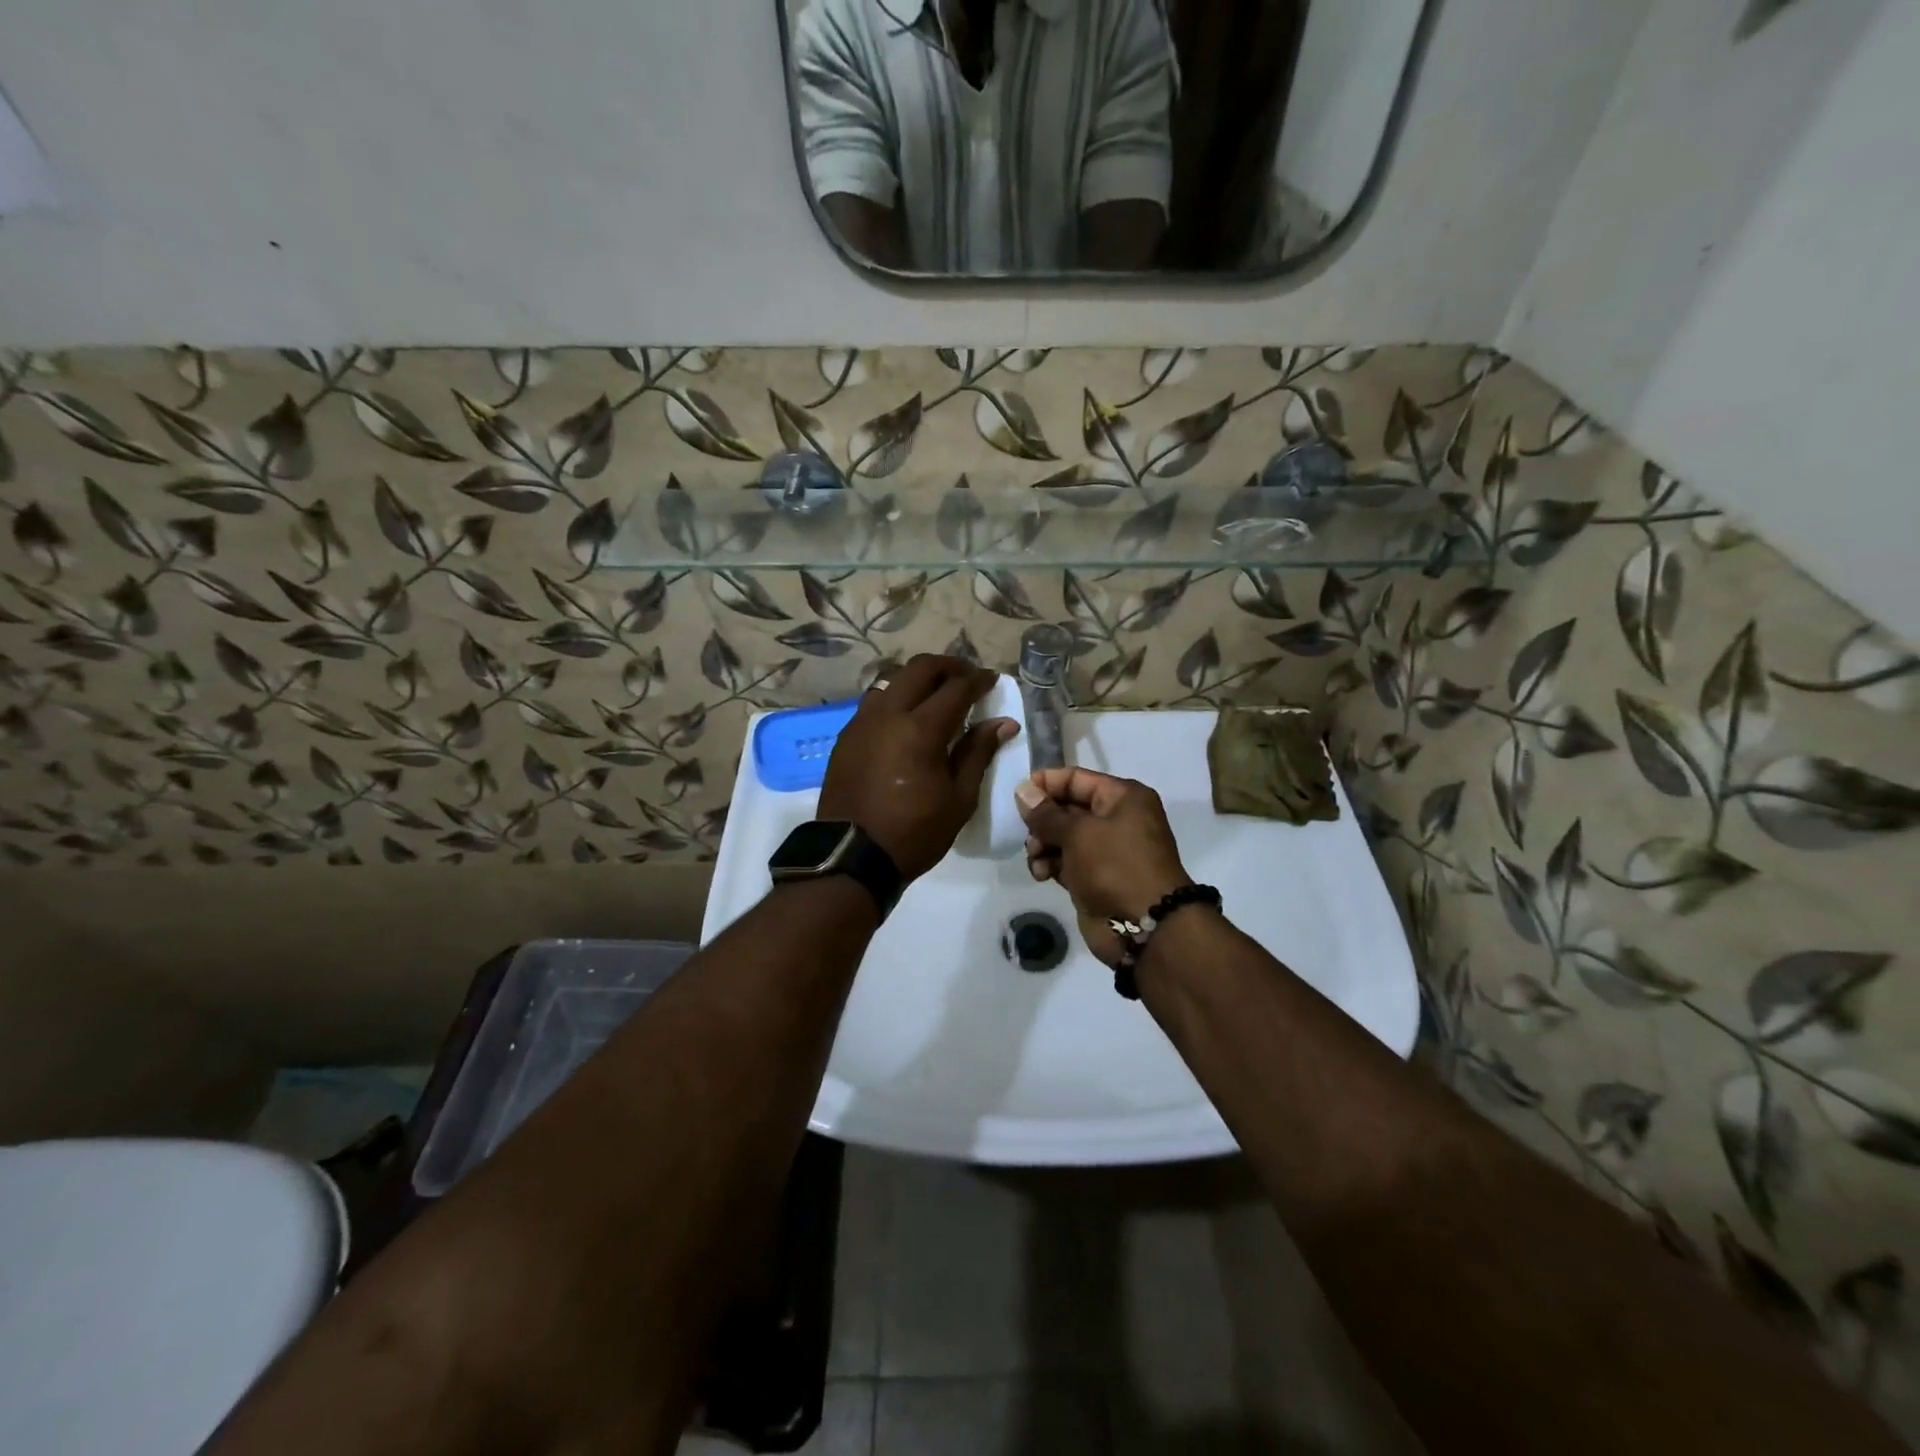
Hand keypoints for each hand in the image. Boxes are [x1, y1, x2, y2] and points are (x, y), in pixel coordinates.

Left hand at [818, 655, 1017, 881]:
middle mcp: (888, 714)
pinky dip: (895, 698)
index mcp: (921, 729)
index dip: (978, 679)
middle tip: (966, 677)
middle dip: (948, 666)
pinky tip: (905, 718)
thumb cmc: (915, 832)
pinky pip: (874, 702)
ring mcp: (862, 722)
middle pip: (919, 668)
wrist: (852, 856)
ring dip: (917, 679)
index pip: (956, 688)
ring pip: (892, 680)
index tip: (991, 680)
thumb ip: (978, 753)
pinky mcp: (846, 736)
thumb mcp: (959, 798)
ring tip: (935, 695)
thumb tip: (1003, 722)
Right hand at [1014, 768, 1192, 966]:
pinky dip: (1050, 864)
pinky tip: (1041, 873)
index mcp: (1123, 798)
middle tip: (1026, 833)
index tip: (1018, 795)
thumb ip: (1046, 813)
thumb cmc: (1115, 867)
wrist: (1145, 927)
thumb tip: (1022, 790)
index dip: (1046, 784)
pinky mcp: (1095, 877)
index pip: (1076, 779)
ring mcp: (1106, 850)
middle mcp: (1117, 819)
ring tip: (1036, 857)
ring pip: (1062, 837)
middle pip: (1067, 808)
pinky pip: (1065, 861)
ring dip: (1042, 844)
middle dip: (1042, 820)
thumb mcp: (1078, 833)